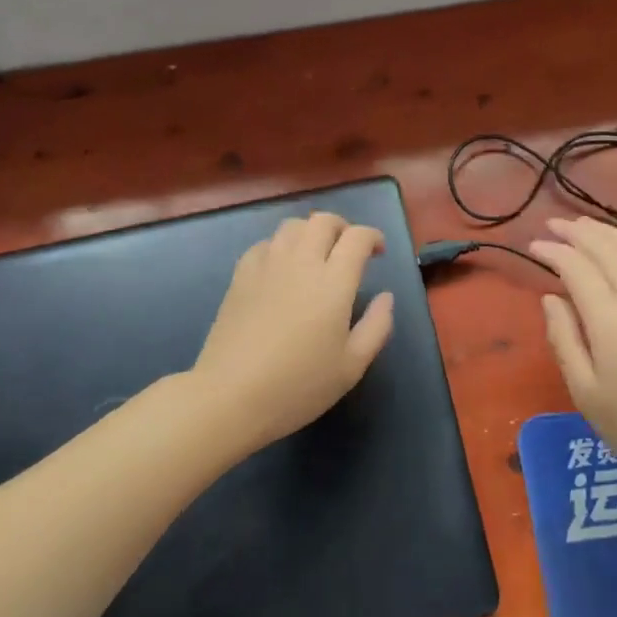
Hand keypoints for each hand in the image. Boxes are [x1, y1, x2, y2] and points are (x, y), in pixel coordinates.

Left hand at [192, 212, 395, 452]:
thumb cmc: (298, 385)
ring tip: (316, 255)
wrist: (231, 396)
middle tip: (349, 250)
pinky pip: (265, 244)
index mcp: (333, 282)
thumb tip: (386, 296)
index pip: (357, 237)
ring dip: (311, 232)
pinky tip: (282, 269)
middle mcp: (301, 262)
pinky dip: (281, 246)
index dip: (372, 236)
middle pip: (323, 220)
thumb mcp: (351, 366)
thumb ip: (377, 326)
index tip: (378, 252)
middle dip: (342, 227)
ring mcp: (267, 265)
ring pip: (292, 225)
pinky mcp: (241, 275)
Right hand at [530, 216, 616, 498]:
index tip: (533, 245)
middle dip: (578, 232)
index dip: (553, 251)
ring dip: (609, 232)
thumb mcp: (586, 392)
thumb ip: (564, 338)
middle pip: (608, 249)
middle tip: (553, 223)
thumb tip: (551, 298)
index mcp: (611, 318)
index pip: (576, 267)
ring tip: (586, 225)